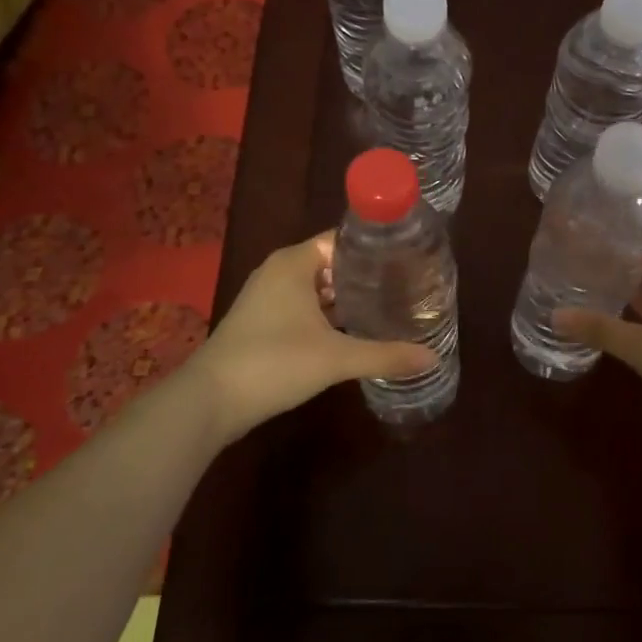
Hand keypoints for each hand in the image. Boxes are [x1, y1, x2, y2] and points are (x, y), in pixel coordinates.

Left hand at [186, 232, 437, 444]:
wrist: (209, 402)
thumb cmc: (274, 363)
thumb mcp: (337, 358)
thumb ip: (385, 355)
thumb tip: (432, 359)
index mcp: (295, 263)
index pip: (342, 239)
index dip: (374, 248)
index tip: (407, 258)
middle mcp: (279, 272)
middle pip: (332, 263)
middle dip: (365, 275)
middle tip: (406, 285)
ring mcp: (267, 298)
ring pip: (316, 288)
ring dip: (347, 298)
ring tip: (388, 305)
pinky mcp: (261, 323)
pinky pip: (303, 308)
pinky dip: (328, 315)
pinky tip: (354, 330)